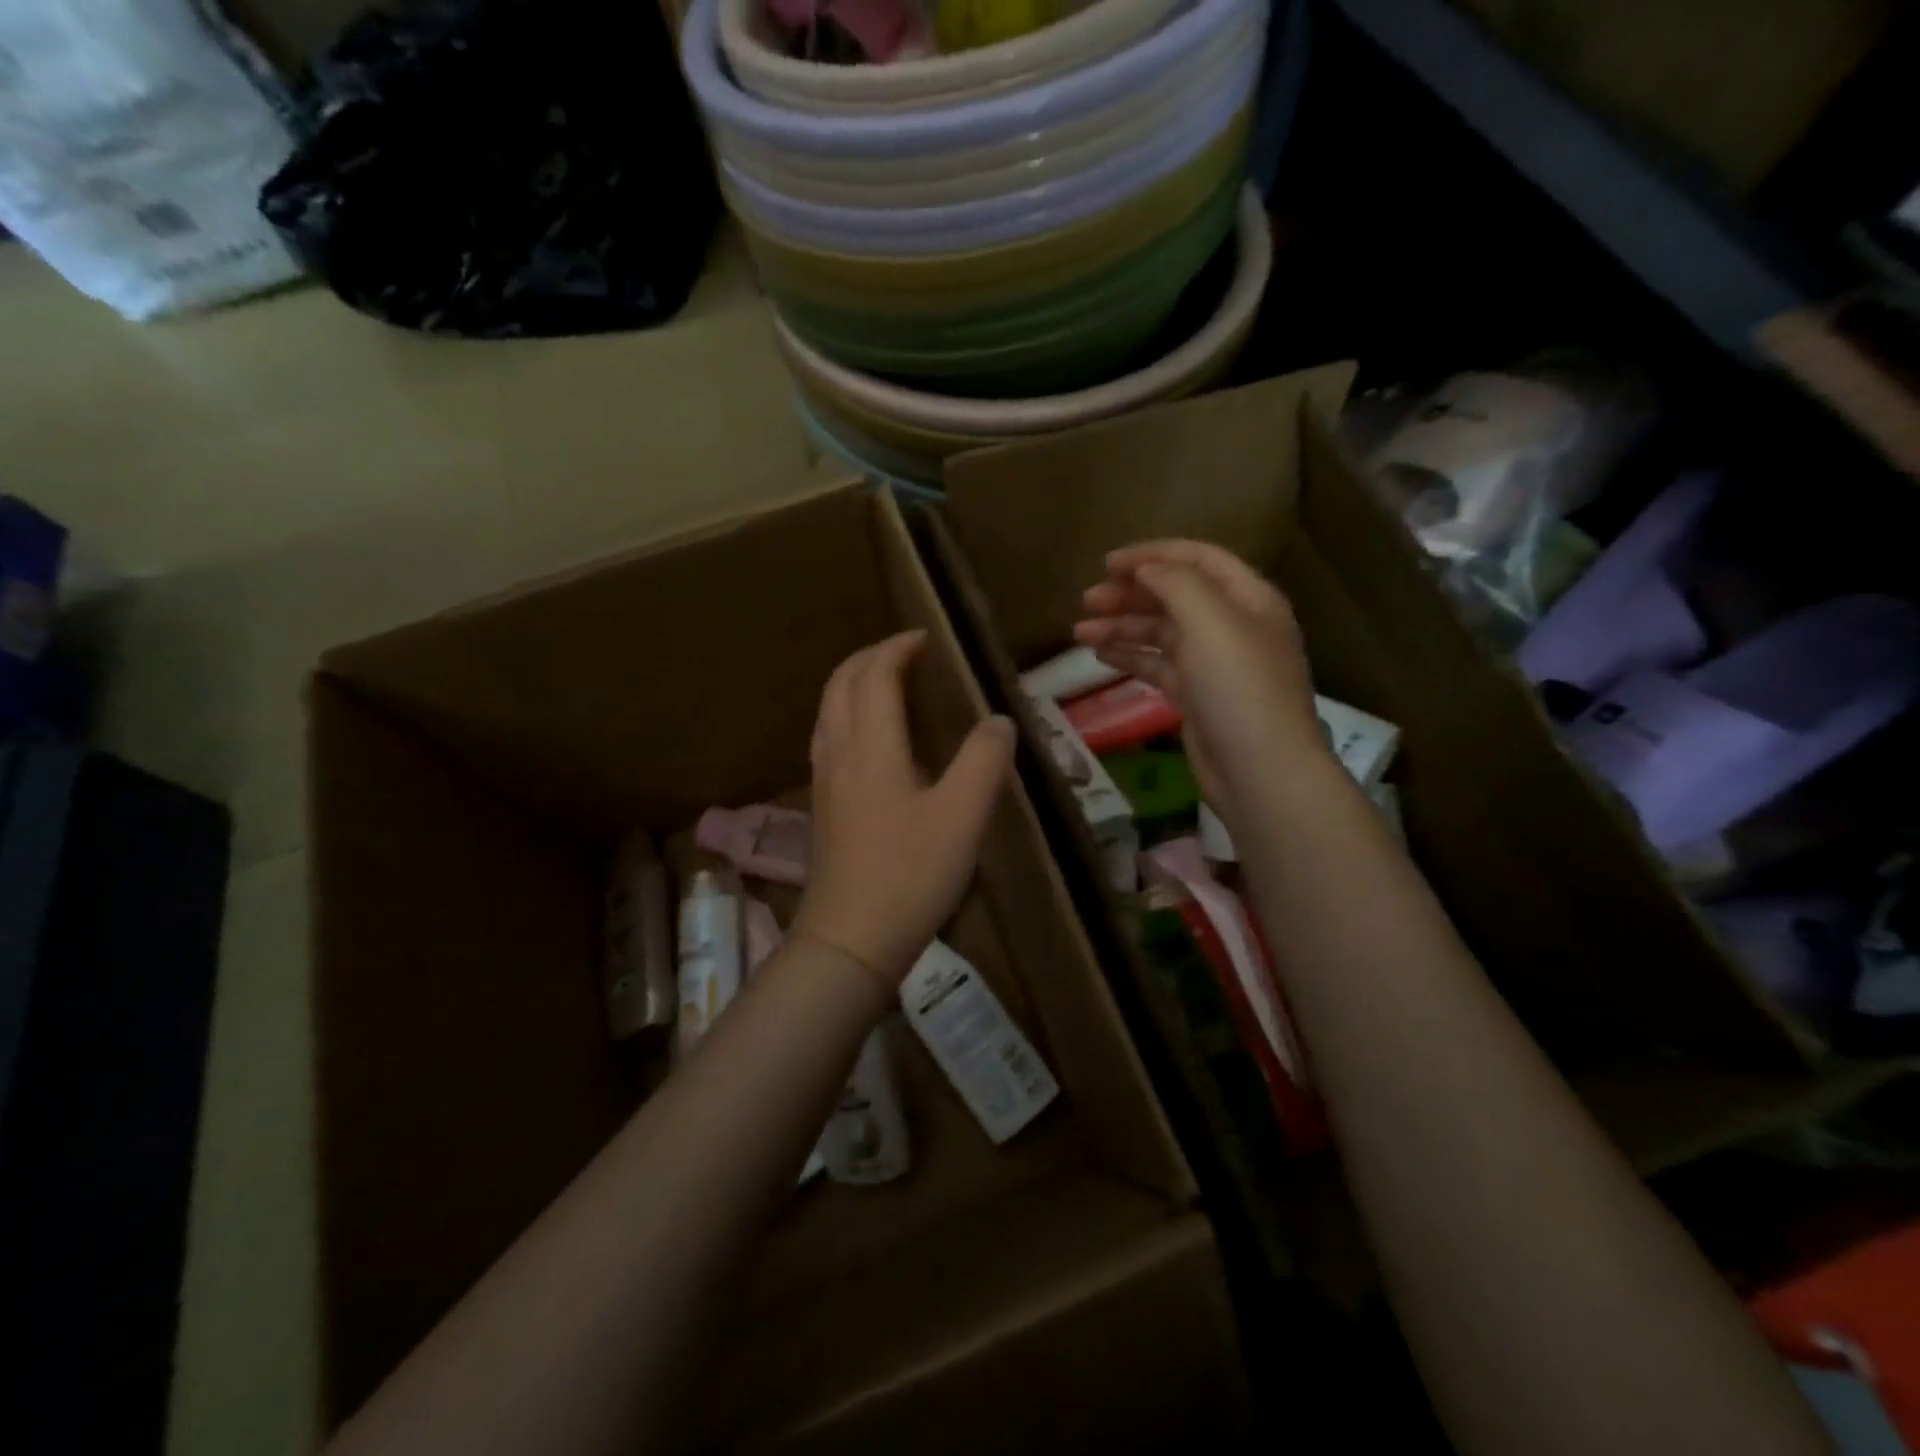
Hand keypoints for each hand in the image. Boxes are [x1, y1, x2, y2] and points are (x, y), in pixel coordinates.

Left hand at [795, 630, 1015, 985]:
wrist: (849, 940)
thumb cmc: (909, 874)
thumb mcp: (963, 816)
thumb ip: (984, 761)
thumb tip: (998, 721)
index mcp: (870, 746)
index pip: (874, 675)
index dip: (898, 648)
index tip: (927, 639)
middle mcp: (838, 753)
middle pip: (840, 683)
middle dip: (870, 657)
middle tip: (906, 654)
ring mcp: (824, 781)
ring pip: (828, 710)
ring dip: (854, 684)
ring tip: (887, 685)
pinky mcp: (821, 807)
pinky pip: (828, 738)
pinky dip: (847, 715)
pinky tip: (871, 741)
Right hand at [1073, 540, 1326, 815]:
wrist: (1259, 770)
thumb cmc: (1238, 687)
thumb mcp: (1210, 621)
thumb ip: (1176, 584)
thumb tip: (1146, 568)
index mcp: (1247, 598)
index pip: (1198, 559)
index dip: (1152, 554)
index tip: (1107, 564)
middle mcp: (1232, 625)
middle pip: (1175, 596)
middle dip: (1130, 594)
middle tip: (1087, 599)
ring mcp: (1214, 664)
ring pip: (1162, 633)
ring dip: (1122, 627)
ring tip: (1079, 631)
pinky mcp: (1196, 696)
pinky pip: (1158, 666)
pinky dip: (1130, 657)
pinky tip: (1101, 655)